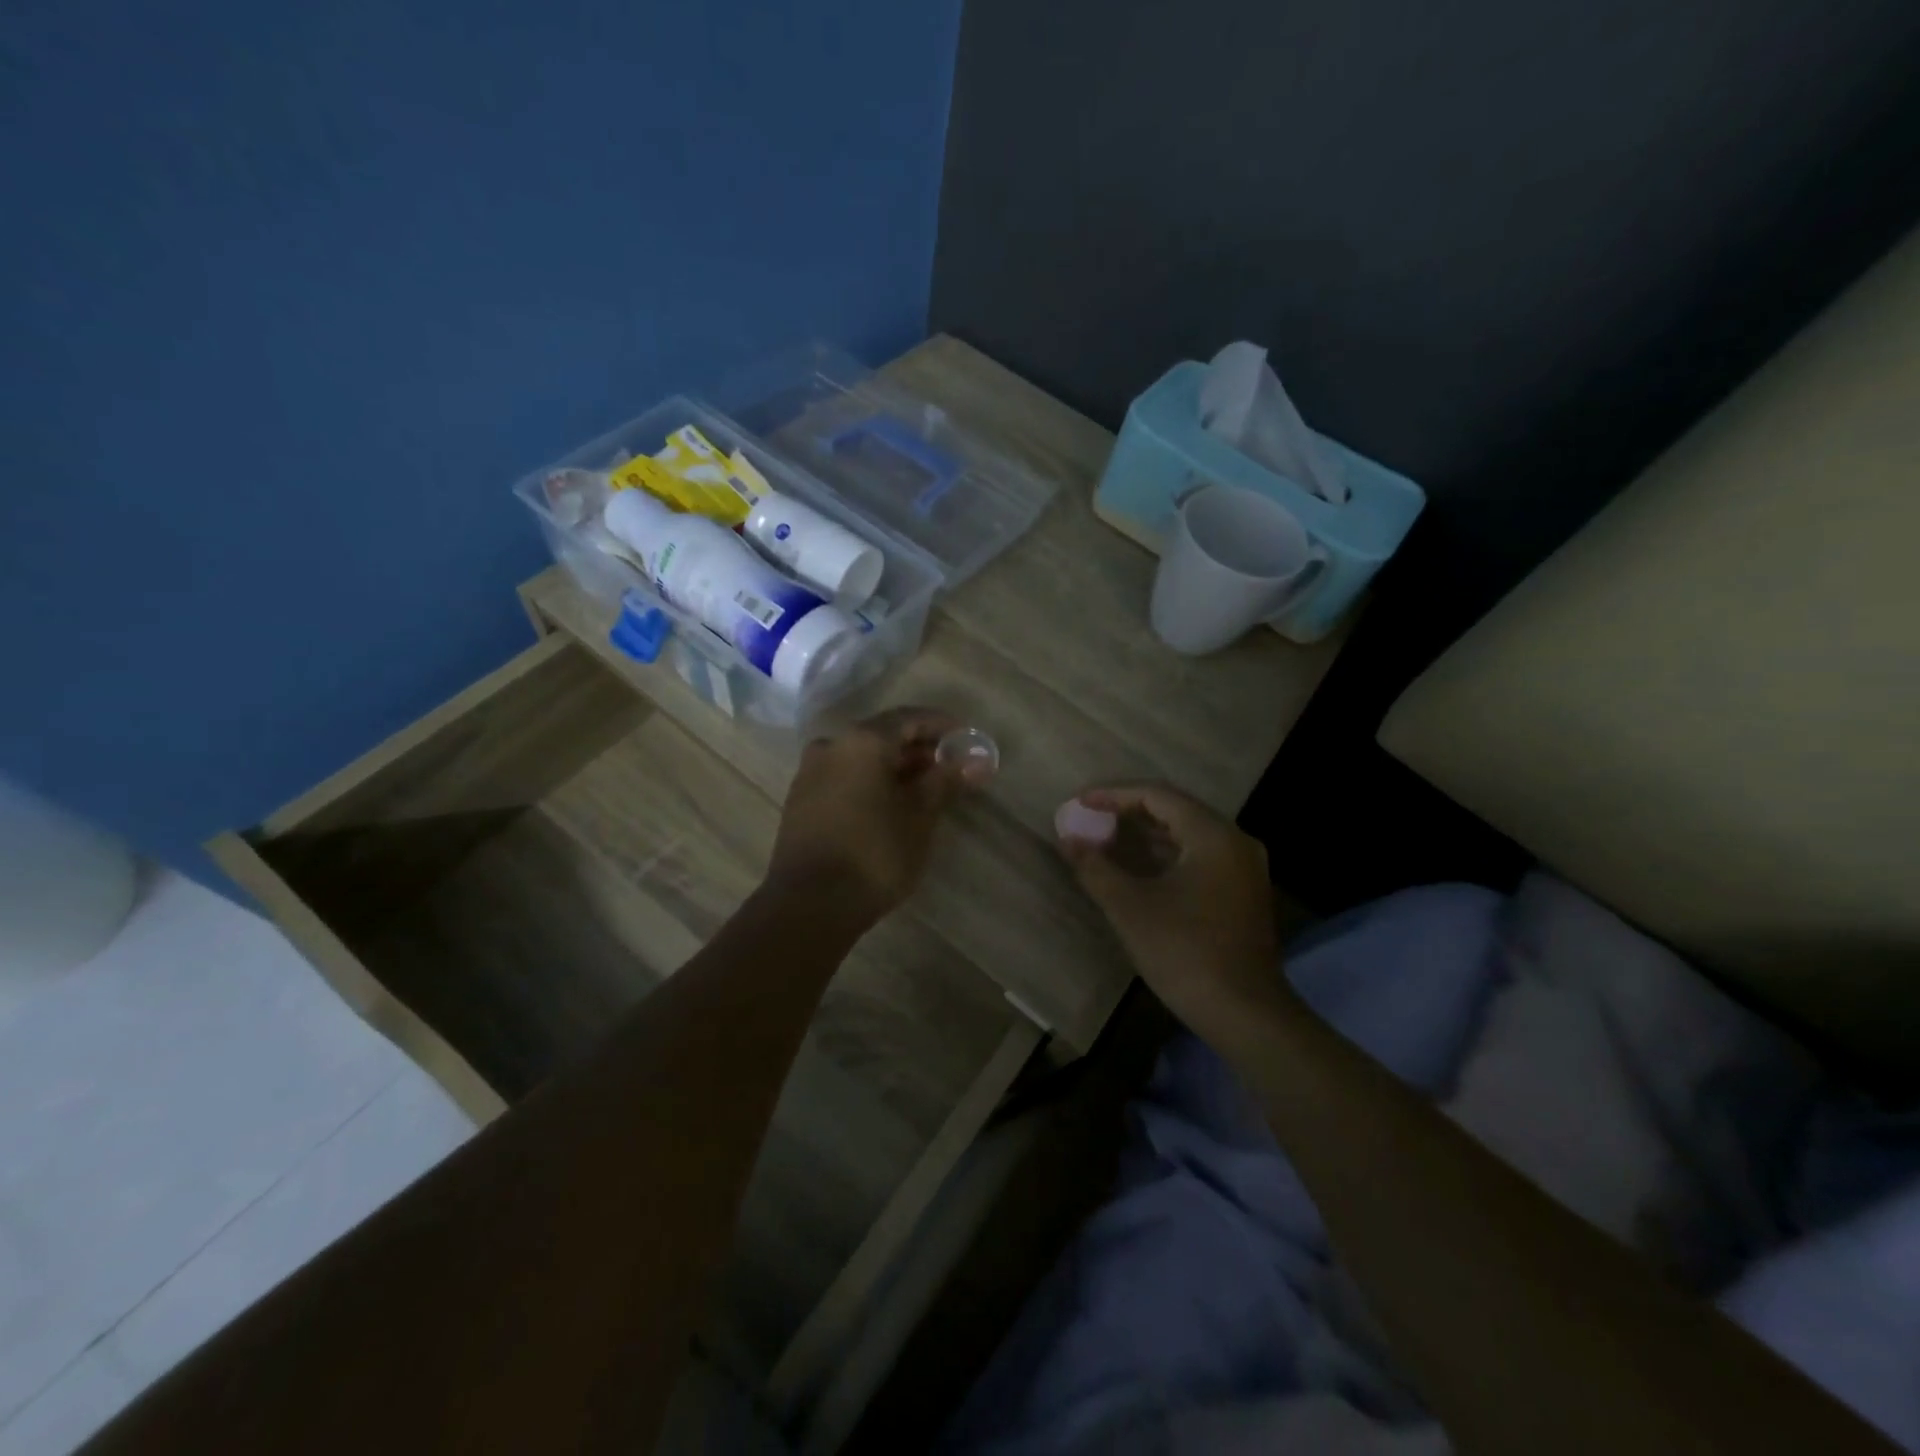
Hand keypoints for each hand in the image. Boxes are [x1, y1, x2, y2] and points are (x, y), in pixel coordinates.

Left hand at [767, 707, 972, 921]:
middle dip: (919, 749)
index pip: (910, 718)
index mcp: (862, 741)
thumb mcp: (920, 816)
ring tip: (926, 789)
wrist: (810, 904)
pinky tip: (891, 805)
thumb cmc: (875, 853)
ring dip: (895, 767)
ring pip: (862, 757)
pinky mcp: (801, 800)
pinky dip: (871, 781)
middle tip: (950, 768)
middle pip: (883, 735)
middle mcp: (832, 746)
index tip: (967, 740)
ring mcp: (811, 772)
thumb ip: (946, 780)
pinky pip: (845, 777)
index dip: (942, 726)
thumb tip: (976, 760)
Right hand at [1057, 783, 1291, 1040]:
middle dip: (1128, 812)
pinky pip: (1198, 857)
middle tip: (1090, 818)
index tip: (1080, 802)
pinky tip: (1137, 868)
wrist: (1245, 1014)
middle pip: (1176, 811)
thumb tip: (1068, 839)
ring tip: (1105, 839)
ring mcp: (1244, 869)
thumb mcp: (1130, 907)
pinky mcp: (1242, 894)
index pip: (1158, 795)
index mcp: (1213, 836)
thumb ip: (1095, 867)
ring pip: (1187, 835)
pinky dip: (1165, 855)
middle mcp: (1235, 842)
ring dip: (1145, 835)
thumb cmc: (1185, 952)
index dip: (1114, 794)